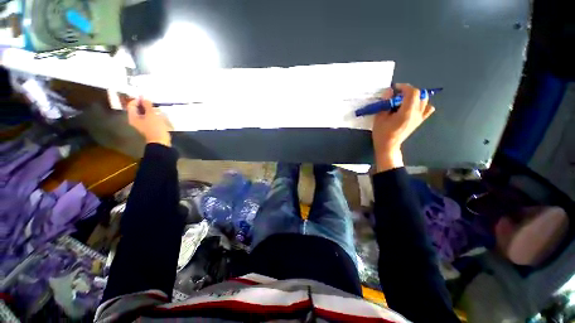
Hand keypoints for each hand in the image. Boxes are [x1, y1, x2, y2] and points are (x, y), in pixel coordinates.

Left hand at [127, 98, 172, 146]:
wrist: (160, 141)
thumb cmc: (154, 127)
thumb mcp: (151, 114)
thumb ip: (147, 105)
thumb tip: (144, 97)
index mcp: (133, 117)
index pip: (131, 105)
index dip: (138, 100)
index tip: (146, 98)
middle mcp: (136, 120)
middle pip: (138, 109)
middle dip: (145, 105)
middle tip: (153, 103)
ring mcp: (143, 124)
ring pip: (145, 114)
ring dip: (151, 111)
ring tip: (158, 109)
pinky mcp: (150, 127)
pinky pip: (150, 119)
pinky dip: (154, 116)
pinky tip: (160, 116)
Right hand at [372, 84, 434, 171]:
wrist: (388, 146)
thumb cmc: (382, 133)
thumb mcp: (379, 118)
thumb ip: (385, 103)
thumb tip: (389, 91)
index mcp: (407, 112)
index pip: (413, 92)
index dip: (404, 87)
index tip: (395, 88)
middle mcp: (417, 113)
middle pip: (420, 94)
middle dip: (408, 91)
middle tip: (397, 95)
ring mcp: (420, 117)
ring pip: (424, 100)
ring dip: (415, 97)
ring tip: (404, 101)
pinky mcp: (420, 121)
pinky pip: (427, 109)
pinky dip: (422, 105)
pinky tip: (413, 107)